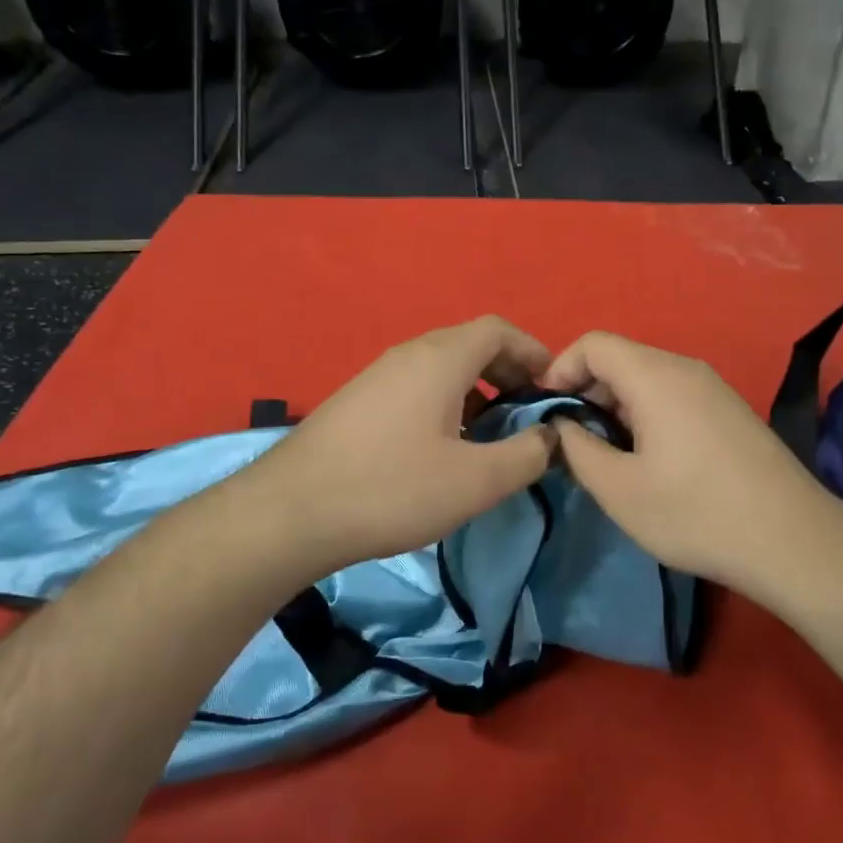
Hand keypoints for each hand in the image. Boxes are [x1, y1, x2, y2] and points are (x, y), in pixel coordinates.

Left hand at [234, 317, 555, 572]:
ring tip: (488, 436)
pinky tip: (441, 449)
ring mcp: (376, 376)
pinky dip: (444, 403)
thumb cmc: (392, 489)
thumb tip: (552, 436)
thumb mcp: (476, 481)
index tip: (552, 390)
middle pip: (470, 345)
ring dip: (475, 391)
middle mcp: (408, 354)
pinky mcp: (357, 401)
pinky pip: (415, 387)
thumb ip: (527, 455)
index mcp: (440, 359)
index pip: (499, 330)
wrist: (290, 513)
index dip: (533, 352)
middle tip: (525, 415)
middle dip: (507, 373)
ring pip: (441, 368)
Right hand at [540, 331, 835, 592]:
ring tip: (608, 453)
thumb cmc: (695, 513)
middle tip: (573, 439)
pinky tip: (650, 459)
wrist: (793, 541)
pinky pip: (674, 395)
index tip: (547, 411)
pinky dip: (646, 413)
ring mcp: (713, 388)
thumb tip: (560, 425)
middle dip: (586, 391)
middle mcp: (685, 368)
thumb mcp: (619, 489)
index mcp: (655, 376)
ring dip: (616, 405)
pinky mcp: (730, 410)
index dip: (560, 369)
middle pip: (621, 358)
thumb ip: (577, 448)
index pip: (594, 344)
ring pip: (648, 378)